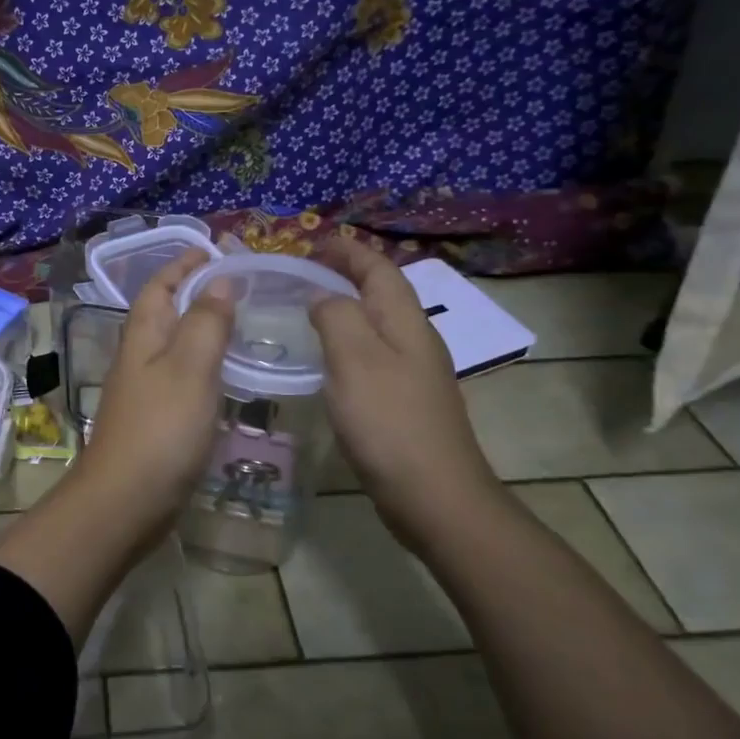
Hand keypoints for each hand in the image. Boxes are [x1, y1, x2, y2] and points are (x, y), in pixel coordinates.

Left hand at [67, 248, 234, 545]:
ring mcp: (144, 391)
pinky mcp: (155, 421)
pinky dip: (204, 367)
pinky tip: (226, 378)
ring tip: (241, 324)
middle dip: (196, 293)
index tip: (215, 250)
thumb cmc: (160, 430)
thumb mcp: (190, 369)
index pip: (159, 286)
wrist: (125, 502)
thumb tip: (217, 280)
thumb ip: (206, 323)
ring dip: (202, 329)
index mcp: (143, 336)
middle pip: (165, 313)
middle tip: (240, 287)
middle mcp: (138, 358)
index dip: (183, 264)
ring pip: (174, 347)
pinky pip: (181, 379)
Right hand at [308, 239, 505, 544]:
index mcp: (406, 322)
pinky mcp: (405, 402)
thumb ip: (336, 317)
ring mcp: (414, 373)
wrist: (434, 495)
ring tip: (310, 308)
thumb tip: (323, 296)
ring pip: (378, 324)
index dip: (348, 251)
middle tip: (305, 272)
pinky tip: (329, 361)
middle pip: (383, 293)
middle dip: (348, 274)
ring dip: (348, 307)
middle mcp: (415, 340)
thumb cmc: (389, 422)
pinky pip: (374, 355)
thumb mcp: (354, 360)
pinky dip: (349, 342)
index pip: (378, 269)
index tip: (313, 243)